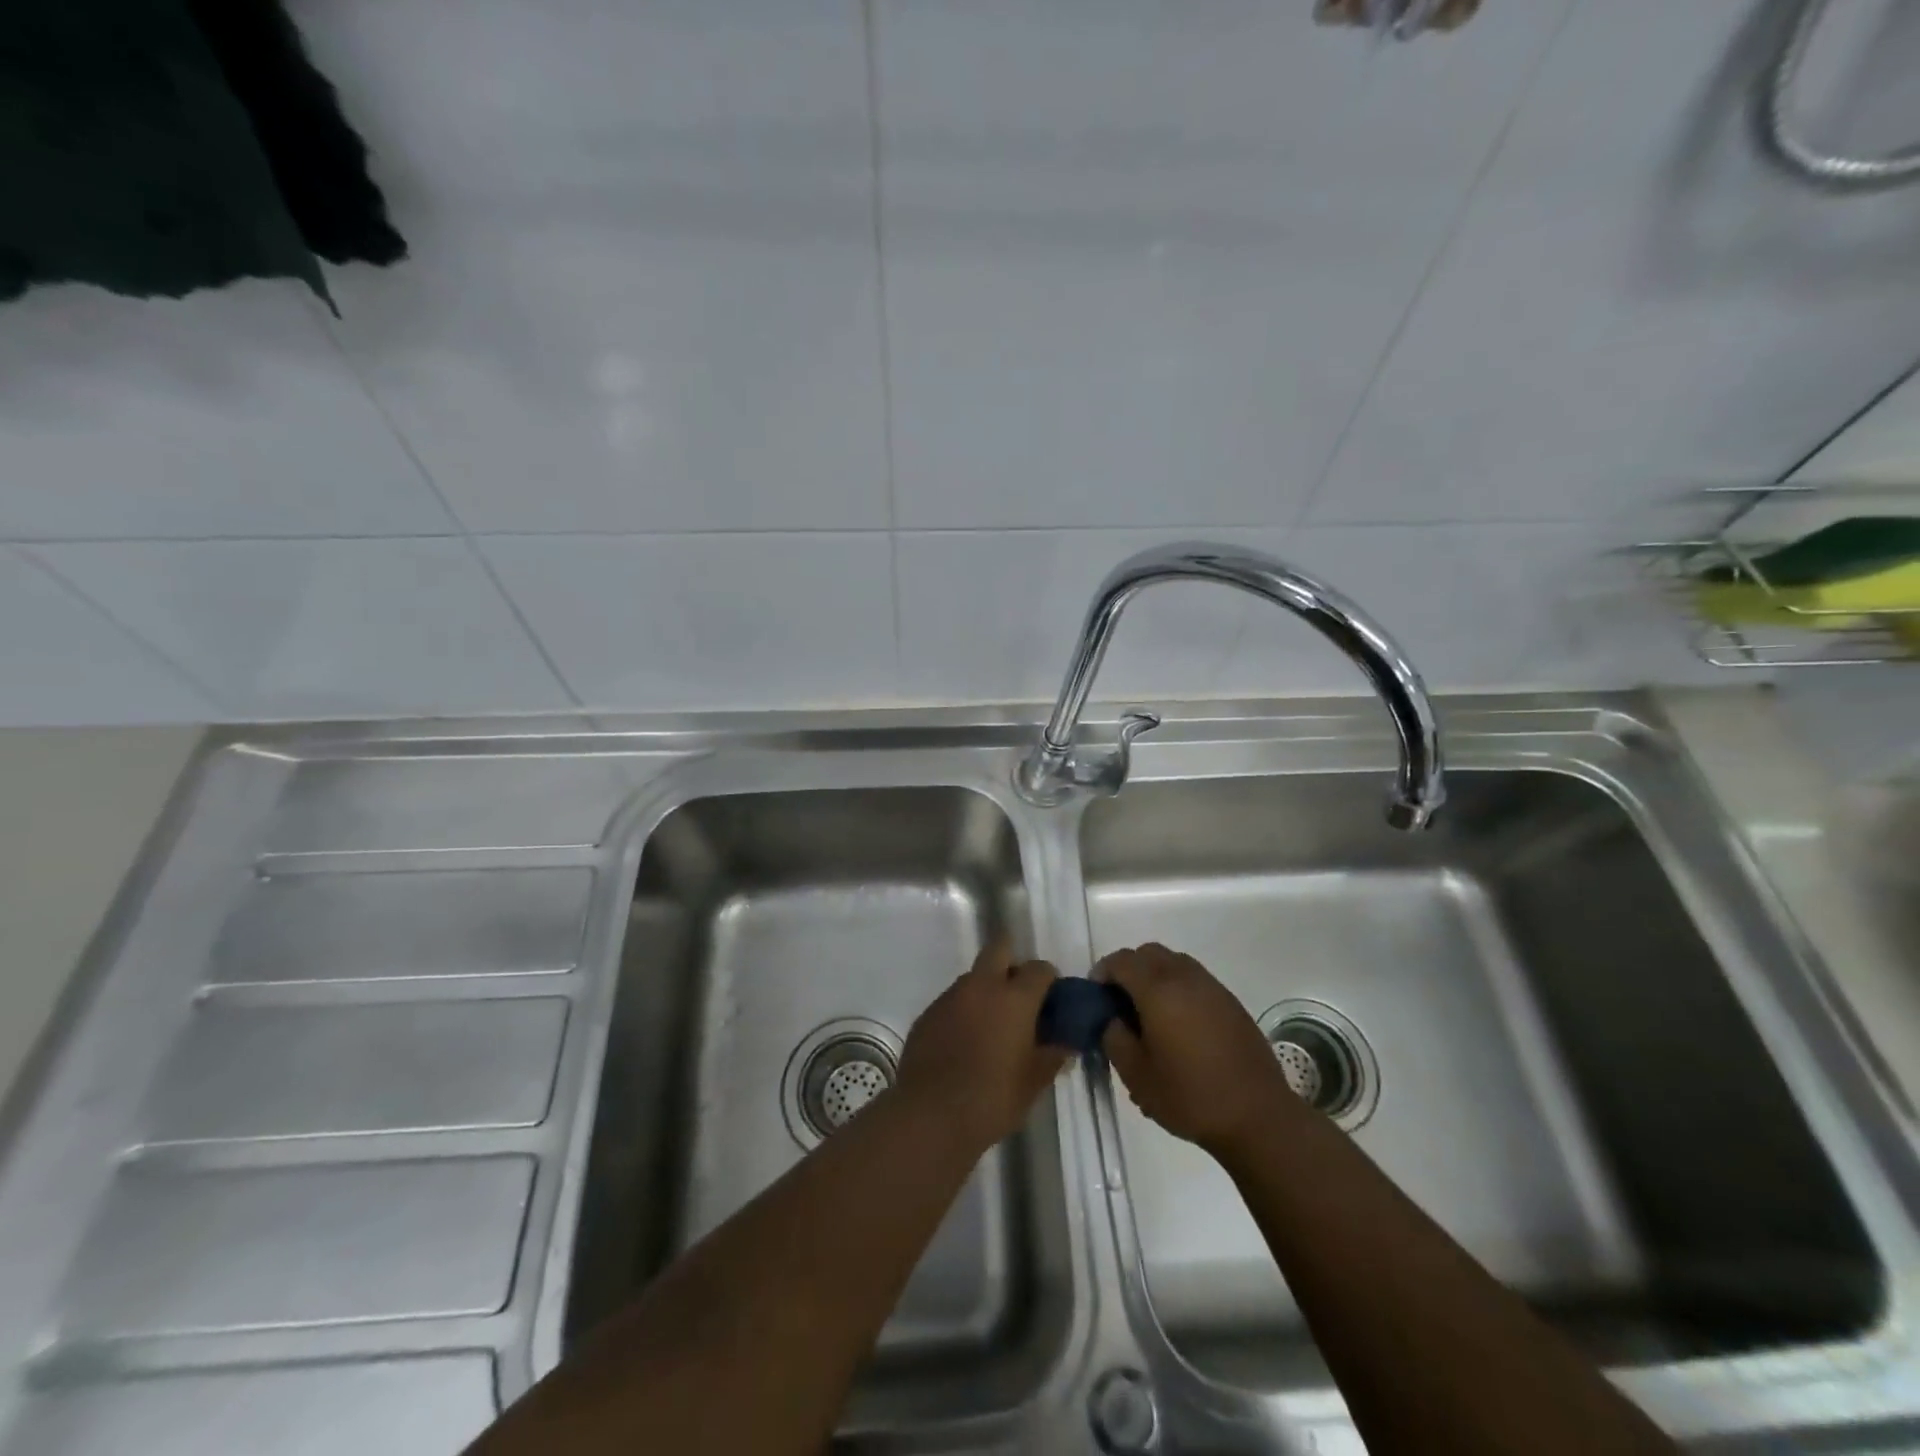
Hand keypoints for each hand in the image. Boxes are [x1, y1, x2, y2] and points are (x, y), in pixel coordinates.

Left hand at [894, 940, 1068, 1153]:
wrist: (930, 1114)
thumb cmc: (992, 1098)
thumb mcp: (1033, 1082)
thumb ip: (1052, 1056)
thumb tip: (1065, 1044)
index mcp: (1014, 997)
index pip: (1039, 968)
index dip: (1049, 981)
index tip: (1052, 1003)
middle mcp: (981, 986)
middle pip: (999, 949)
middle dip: (1013, 964)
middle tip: (1020, 998)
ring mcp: (950, 996)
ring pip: (974, 977)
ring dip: (986, 990)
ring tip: (992, 1027)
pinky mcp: (928, 1013)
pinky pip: (952, 1001)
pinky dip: (963, 1012)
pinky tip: (965, 1043)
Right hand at [1097, 942, 1294, 1159]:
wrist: (1258, 1117)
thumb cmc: (1190, 1096)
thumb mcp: (1136, 1075)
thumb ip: (1113, 1038)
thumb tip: (1110, 1019)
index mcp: (1158, 990)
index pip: (1121, 961)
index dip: (1102, 972)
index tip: (1096, 997)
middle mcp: (1185, 977)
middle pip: (1148, 953)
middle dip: (1128, 969)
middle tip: (1120, 1003)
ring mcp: (1212, 987)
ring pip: (1173, 962)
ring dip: (1154, 976)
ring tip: (1149, 1013)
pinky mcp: (1231, 1002)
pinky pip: (1195, 979)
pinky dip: (1178, 987)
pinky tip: (1178, 1024)